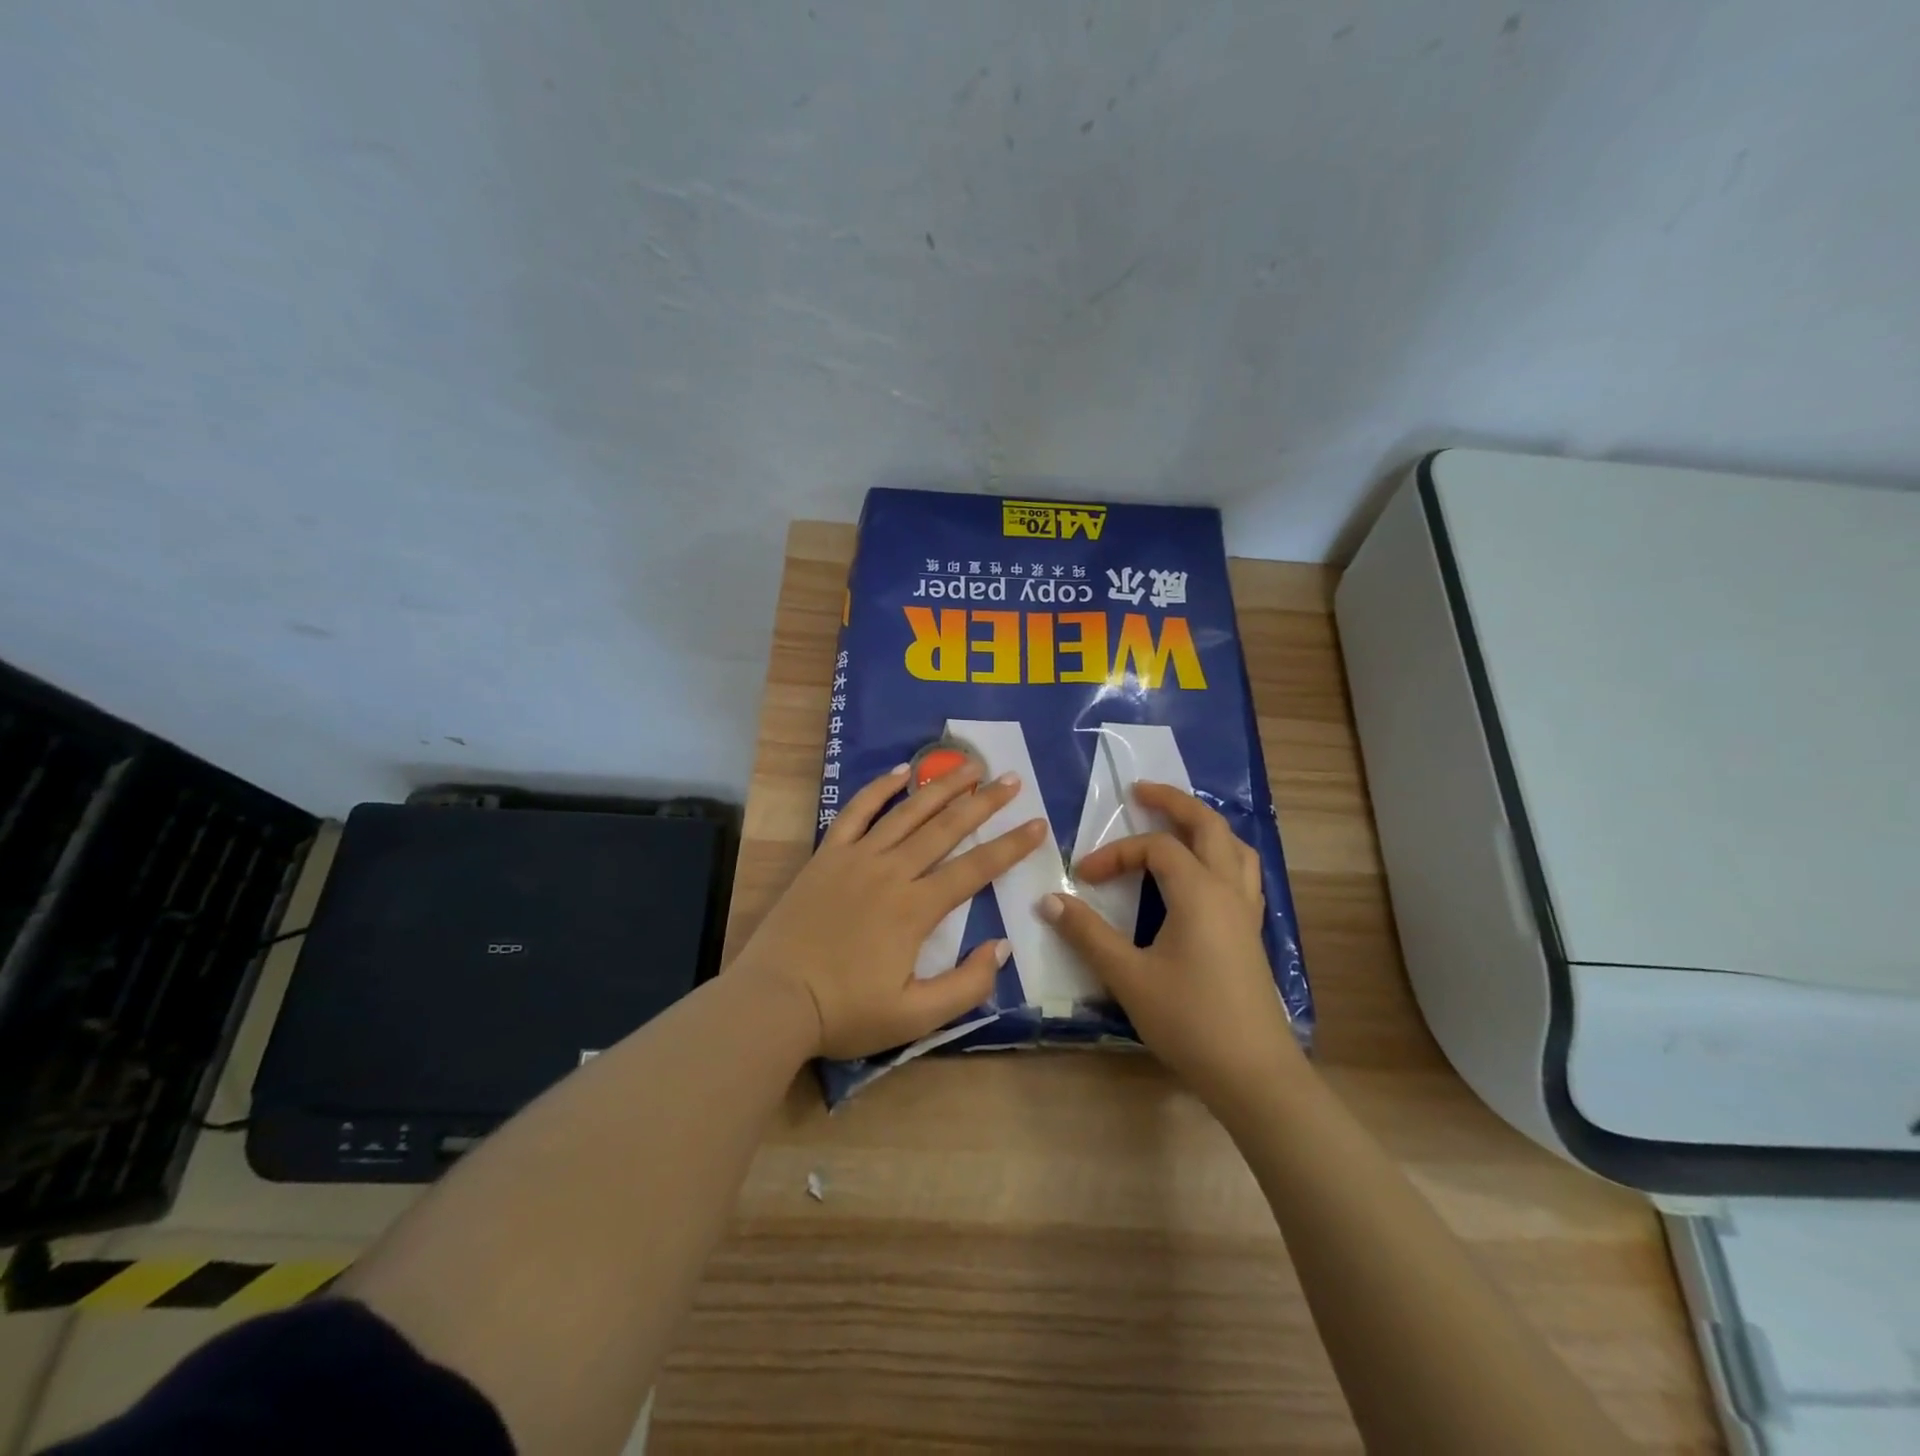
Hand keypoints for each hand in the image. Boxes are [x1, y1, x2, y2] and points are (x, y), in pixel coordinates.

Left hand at [732, 761, 1048, 1059]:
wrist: (774, 1000)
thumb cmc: (845, 1012)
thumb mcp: (915, 1017)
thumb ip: (965, 985)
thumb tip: (1001, 947)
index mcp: (916, 909)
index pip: (975, 869)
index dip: (1011, 845)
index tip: (1039, 824)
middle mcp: (892, 871)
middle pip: (946, 828)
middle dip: (984, 802)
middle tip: (1012, 779)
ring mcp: (857, 858)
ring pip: (908, 812)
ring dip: (942, 786)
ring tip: (970, 765)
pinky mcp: (827, 855)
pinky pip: (857, 812)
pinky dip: (880, 788)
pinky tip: (902, 771)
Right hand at [1039, 781, 1301, 1109]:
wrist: (1253, 1074)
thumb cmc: (1189, 1020)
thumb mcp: (1128, 976)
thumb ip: (1087, 934)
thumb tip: (1049, 900)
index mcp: (1199, 892)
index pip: (1155, 849)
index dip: (1115, 854)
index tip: (1083, 877)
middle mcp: (1228, 889)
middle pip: (1208, 825)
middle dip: (1174, 802)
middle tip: (1141, 791)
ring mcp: (1246, 911)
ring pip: (1233, 846)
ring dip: (1203, 826)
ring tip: (1175, 824)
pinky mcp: (1251, 932)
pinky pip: (1241, 873)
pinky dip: (1220, 855)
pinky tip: (1201, 874)